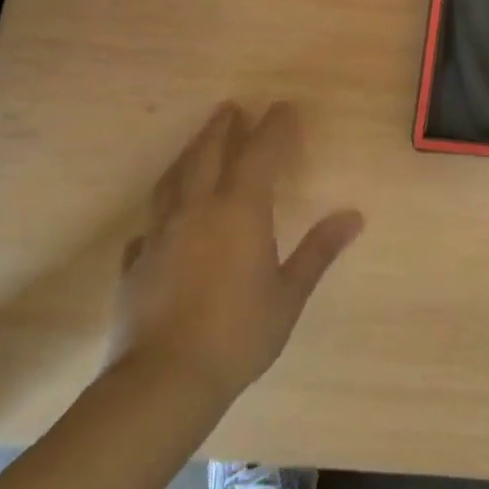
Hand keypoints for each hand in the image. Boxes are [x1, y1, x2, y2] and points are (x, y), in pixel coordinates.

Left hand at [109, 102, 362, 406]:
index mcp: (239, 210)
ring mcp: (160, 235)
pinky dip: (161, 212)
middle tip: (230, 108)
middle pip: (207, 154)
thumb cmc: (237, 334)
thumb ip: (318, 251)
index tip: (282, 107)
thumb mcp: (288, 294)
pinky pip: (149, 225)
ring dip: (187, 155)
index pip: (259, 153)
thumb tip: (354, 215)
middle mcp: (197, 210)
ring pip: (172, 180)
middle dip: (221, 128)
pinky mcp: (135, 264)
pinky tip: (162, 222)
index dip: (273, 127)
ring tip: (196, 145)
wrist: (162, 382)